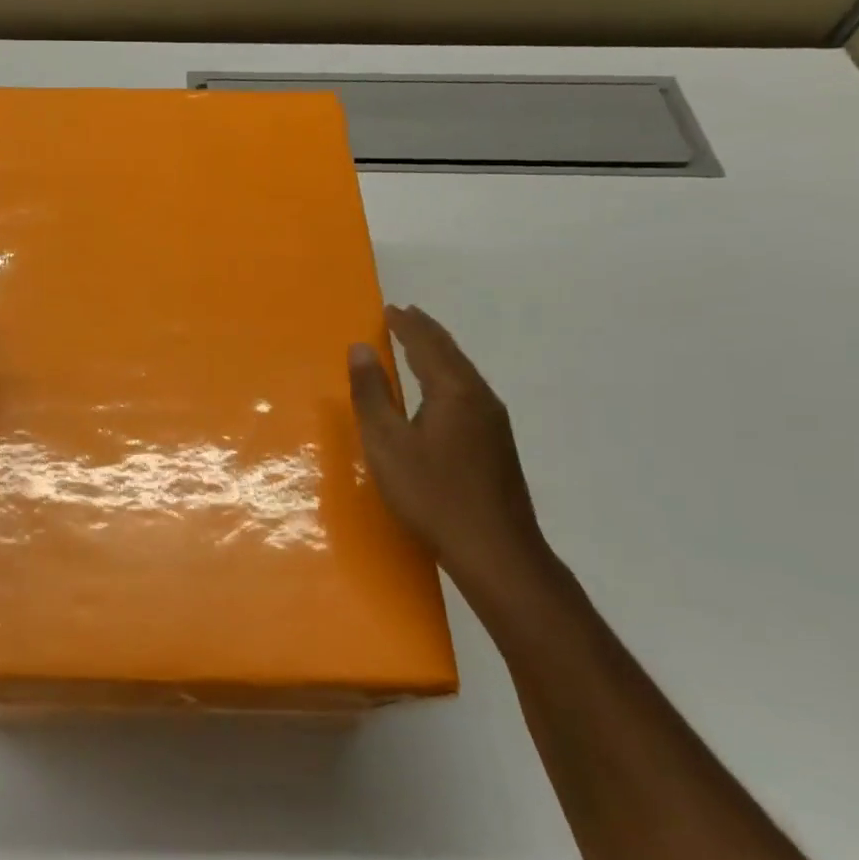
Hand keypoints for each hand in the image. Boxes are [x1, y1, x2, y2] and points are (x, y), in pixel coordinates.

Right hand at [348, 305, 550, 599]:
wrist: (495, 551)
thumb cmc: (432, 494)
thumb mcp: (387, 444)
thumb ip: (372, 394)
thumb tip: (360, 348)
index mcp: (454, 391)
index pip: (427, 344)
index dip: (407, 325)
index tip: (390, 308)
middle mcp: (480, 398)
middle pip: (451, 354)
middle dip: (426, 333)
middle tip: (404, 317)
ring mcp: (494, 423)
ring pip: (463, 374)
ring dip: (438, 354)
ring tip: (417, 346)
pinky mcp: (498, 445)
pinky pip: (468, 393)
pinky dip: (448, 378)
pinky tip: (440, 394)